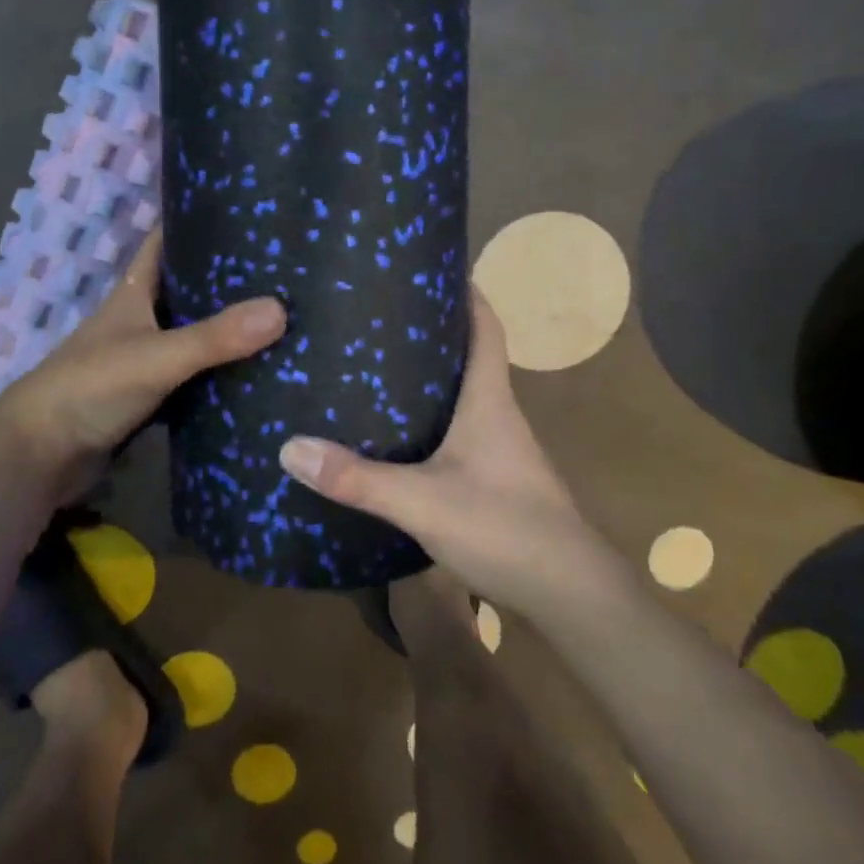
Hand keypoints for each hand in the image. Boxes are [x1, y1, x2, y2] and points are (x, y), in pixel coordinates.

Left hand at [0, 230, 286, 504]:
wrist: (41, 454)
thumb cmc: (91, 387)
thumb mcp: (157, 356)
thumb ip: (215, 337)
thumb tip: (281, 310)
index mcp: (134, 292)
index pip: (164, 241)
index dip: (195, 221)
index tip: (243, 209)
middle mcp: (140, 318)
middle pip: (187, 288)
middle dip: (227, 278)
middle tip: (282, 270)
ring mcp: (144, 358)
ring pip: (193, 334)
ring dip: (226, 328)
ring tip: (282, 316)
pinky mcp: (149, 396)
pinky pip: (193, 377)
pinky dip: (218, 373)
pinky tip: (256, 371)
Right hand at [277, 291, 600, 618]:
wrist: (572, 598)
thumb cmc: (505, 528)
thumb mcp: (422, 501)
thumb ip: (358, 477)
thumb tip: (290, 447)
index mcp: (489, 400)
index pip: (486, 327)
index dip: (467, 293)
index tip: (435, 265)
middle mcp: (497, 415)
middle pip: (469, 356)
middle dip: (432, 330)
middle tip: (379, 313)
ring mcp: (500, 450)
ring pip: (462, 396)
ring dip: (429, 377)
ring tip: (375, 364)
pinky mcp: (495, 481)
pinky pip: (457, 432)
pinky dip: (430, 420)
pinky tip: (397, 434)